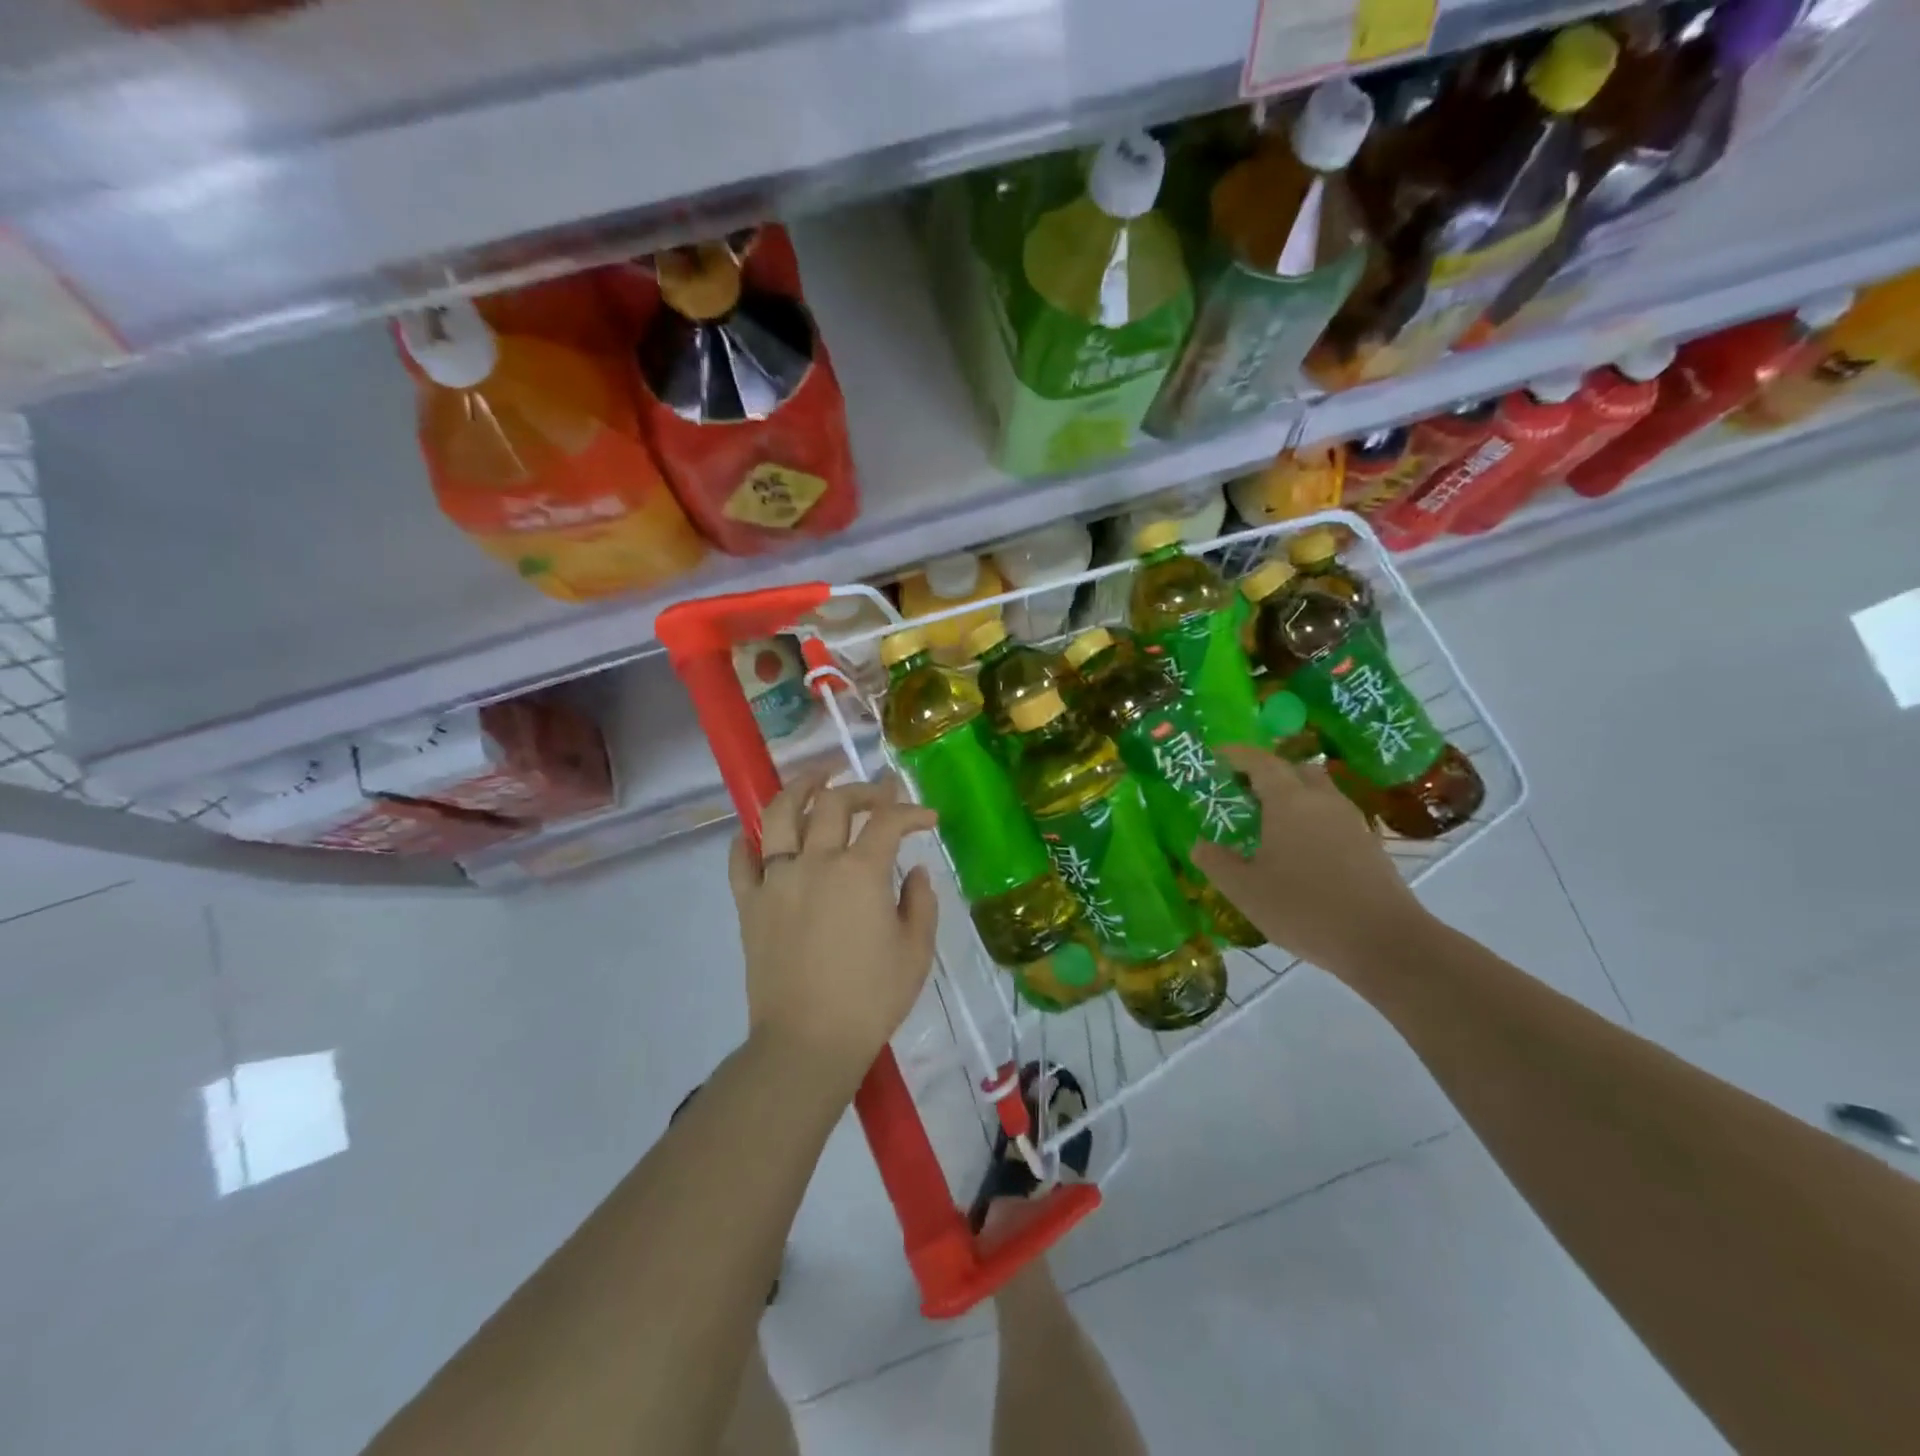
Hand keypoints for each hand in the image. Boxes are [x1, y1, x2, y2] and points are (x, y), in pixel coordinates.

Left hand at [728, 768, 939, 1096]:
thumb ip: (920, 902)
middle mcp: (815, 862)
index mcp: (860, 872)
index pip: (888, 821)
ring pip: (779, 814)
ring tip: (816, 777)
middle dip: (863, 789)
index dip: (912, 811)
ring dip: (800, 787)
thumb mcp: (915, 952)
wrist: (807, 1043)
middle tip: (880, 792)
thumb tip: (914, 871)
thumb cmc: (871, 999)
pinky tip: (757, 834)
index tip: (928, 818)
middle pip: (834, 804)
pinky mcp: (749, 904)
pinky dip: (748, 840)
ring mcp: (776, 880)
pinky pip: (741, 861)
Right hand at [1191, 746, 1432, 980]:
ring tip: (1270, 821)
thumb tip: (1199, 845)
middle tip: (1244, 790)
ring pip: (1319, 792)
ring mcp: (1351, 821)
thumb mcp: (1245, 890)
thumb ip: (1217, 863)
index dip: (1237, 755)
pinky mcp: (1369, 845)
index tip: (1217, 756)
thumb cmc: (1304, 909)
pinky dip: (1313, 819)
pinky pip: (1333, 817)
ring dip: (1294, 796)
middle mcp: (1322, 801)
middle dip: (1269, 772)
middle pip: (1296, 769)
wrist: (1384, 942)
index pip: (1261, 762)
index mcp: (1289, 802)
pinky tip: (1300, 850)